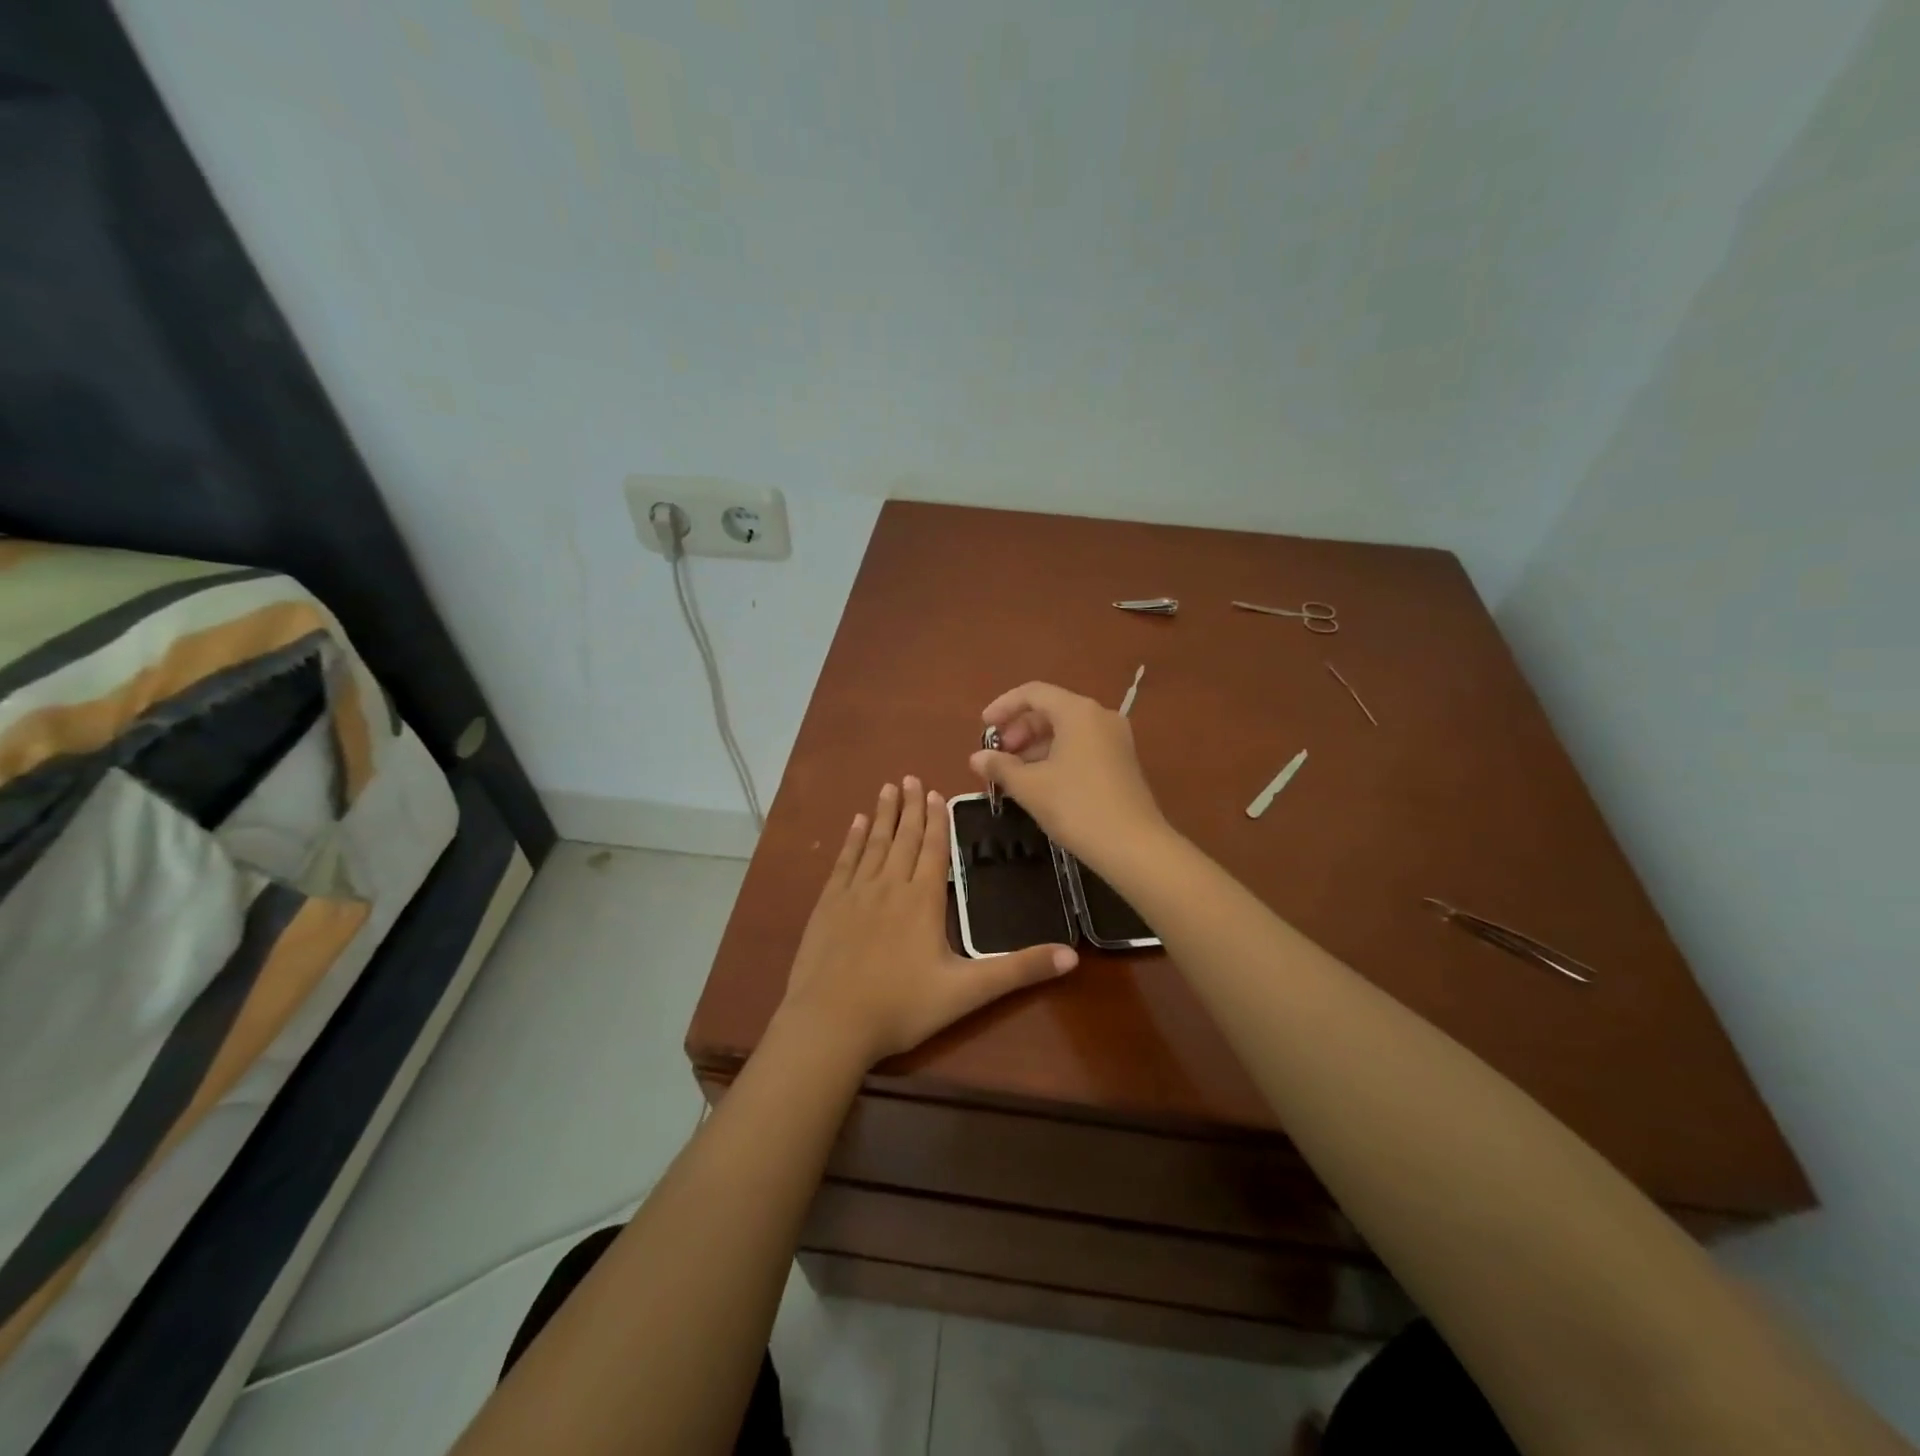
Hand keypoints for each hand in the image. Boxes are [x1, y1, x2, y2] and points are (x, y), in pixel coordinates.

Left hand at [777, 777, 1078, 1068]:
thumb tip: (1073, 956)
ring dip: (883, 815)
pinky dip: (852, 840)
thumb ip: (1018, 970)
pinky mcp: (828, 905)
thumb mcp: (968, 992)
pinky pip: (844, 862)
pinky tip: (856, 824)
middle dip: (911, 807)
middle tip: (912, 777)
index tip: (936, 793)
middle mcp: (889, 886)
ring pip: (874, 843)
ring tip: (888, 788)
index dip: (937, 820)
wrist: (830, 1023)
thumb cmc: (902, 1007)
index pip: (934, 849)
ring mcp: (855, 893)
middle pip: (904, 838)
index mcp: (923, 900)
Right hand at [969, 681, 1169, 869]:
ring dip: (1036, 746)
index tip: (984, 728)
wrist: (1133, 846)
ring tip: (1014, 775)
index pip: (1033, 693)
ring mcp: (1115, 739)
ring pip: (1066, 730)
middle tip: (999, 757)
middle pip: (1051, 710)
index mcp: (1078, 712)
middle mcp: (1100, 716)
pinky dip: (1056, 756)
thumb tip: (977, 758)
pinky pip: (1081, 746)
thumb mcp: (1030, 787)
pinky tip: (1040, 783)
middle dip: (1019, 730)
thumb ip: (1000, 767)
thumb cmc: (1076, 807)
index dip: (1003, 706)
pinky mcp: (1122, 762)